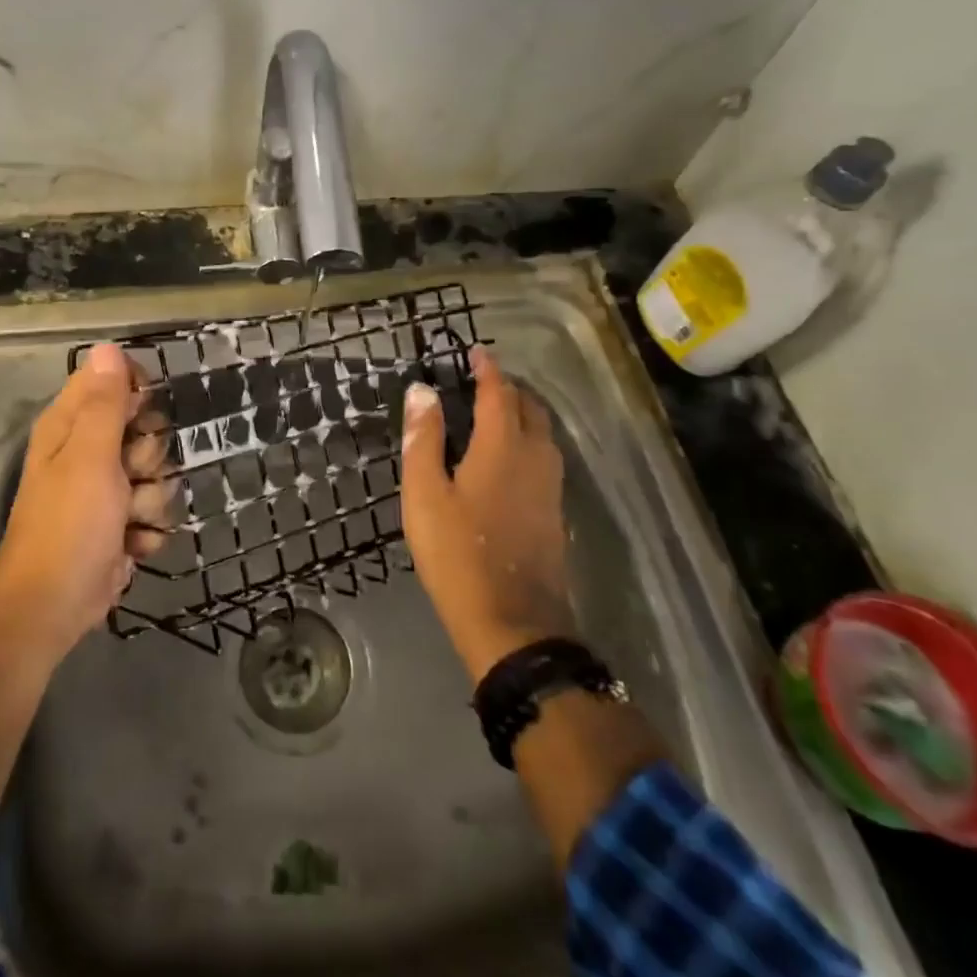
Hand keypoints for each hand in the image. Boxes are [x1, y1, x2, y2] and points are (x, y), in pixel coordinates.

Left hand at [0, 343, 173, 662]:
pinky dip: (148, 529)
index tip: (143, 415)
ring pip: (158, 472)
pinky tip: (131, 544)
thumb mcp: (90, 457)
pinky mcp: (121, 522)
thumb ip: (105, 402)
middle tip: (130, 474)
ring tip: (127, 519)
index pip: (114, 379)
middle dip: (150, 454)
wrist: (53, 609)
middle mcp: (88, 449)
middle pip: (146, 426)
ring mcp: (106, 489)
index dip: (137, 392)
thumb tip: (107, 346)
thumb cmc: (68, 526)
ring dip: (151, 499)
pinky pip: (156, 509)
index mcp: (71, 424)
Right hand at [401, 348, 574, 680]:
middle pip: (529, 408)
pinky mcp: (553, 513)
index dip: (487, 369)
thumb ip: (424, 438)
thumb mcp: (425, 494)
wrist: (513, 624)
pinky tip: (509, 458)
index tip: (475, 352)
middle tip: (482, 380)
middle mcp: (534, 458)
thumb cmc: (458, 554)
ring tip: (495, 412)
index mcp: (502, 446)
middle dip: (508, 388)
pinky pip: (544, 458)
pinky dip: (528, 440)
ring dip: (522, 413)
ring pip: (542, 434)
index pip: (499, 393)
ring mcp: (550, 487)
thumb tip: (422, 390)